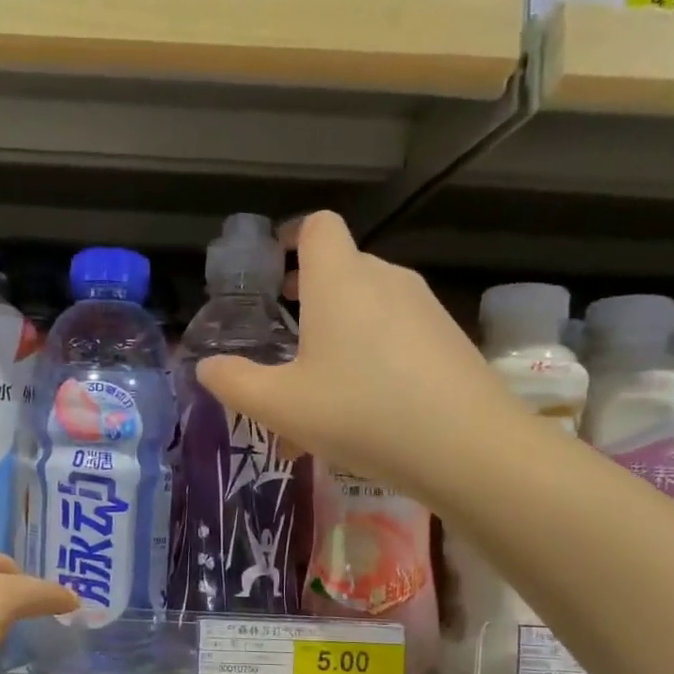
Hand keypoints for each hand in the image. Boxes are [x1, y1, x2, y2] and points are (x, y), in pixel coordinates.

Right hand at [195, 212, 514, 500]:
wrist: (467, 447)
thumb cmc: (361, 412)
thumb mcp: (280, 406)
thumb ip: (234, 382)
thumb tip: (206, 367)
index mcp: (340, 280)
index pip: (317, 226)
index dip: (291, 238)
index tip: (272, 271)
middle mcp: (384, 279)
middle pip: (342, 266)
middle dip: (309, 293)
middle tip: (284, 333)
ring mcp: (424, 307)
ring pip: (370, 303)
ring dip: (340, 328)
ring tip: (319, 382)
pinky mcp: (448, 339)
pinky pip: (398, 332)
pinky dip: (372, 351)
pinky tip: (364, 405)